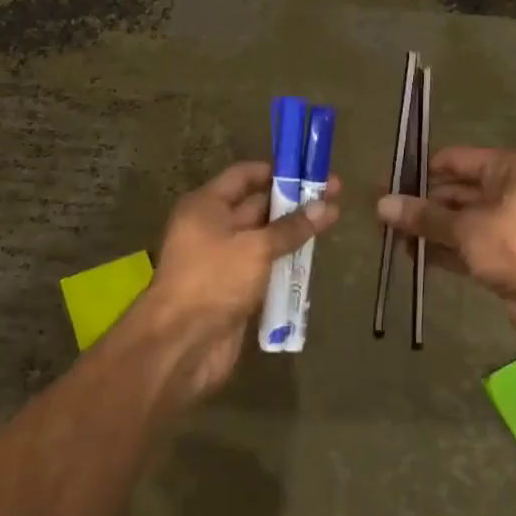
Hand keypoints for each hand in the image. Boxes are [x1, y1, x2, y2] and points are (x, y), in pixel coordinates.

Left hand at [137, 161, 340, 403]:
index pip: (244, 175)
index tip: (311, 171)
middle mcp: (212, 227)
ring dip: (292, 233)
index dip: (277, 172)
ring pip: (263, 238)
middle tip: (335, 196)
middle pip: (256, 206)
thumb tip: (327, 206)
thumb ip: (291, 228)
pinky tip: (313, 259)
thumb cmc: (213, 280)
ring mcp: (222, 260)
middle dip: (293, 202)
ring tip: (332, 224)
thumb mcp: (255, 248)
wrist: (181, 344)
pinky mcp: (233, 289)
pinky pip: (263, 267)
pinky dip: (285, 262)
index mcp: (206, 206)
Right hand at [376, 147, 515, 352]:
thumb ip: (424, 216)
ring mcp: (508, 225)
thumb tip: (382, 204)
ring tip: (391, 237)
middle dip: (421, 204)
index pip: (456, 160)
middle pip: (456, 191)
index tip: (388, 184)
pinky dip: (443, 249)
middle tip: (384, 215)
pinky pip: (467, 245)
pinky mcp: (505, 256)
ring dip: (429, 228)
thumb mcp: (465, 228)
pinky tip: (413, 257)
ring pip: (460, 220)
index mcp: (509, 169)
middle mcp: (510, 191)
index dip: (422, 172)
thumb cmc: (515, 247)